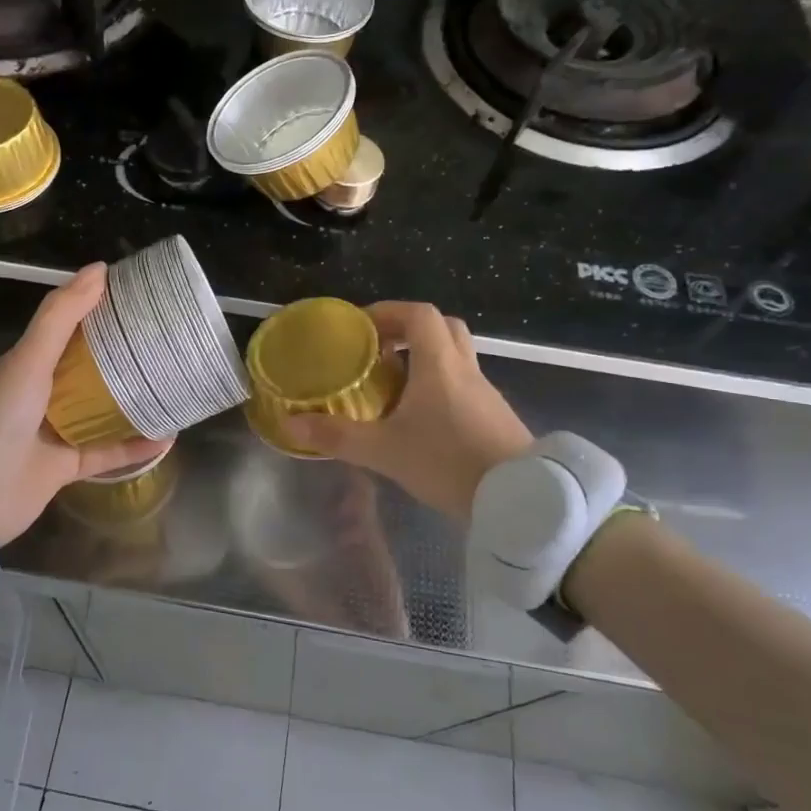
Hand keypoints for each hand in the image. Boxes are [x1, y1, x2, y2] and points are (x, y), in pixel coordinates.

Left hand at [0, 264, 168, 543]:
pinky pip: (108, 452)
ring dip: (133, 399)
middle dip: (123, 353)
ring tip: (172, 384)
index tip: (138, 294)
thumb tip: (99, 269)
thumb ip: (61, 316)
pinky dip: (135, 446)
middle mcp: (42, 393)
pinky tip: (167, 437)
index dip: (99, 308)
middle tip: (165, 338)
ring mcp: (54, 431)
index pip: (68, 327)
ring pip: (102, 409)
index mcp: (28, 363)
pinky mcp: (66, 466)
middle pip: (90, 366)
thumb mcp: (28, 360)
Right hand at [285, 302, 531, 520]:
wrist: (519, 499)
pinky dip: (440, 386)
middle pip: (442, 328)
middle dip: (408, 331)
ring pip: (456, 357)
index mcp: (439, 364)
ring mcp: (485, 393)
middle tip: (378, 351)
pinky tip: (421, 419)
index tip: (361, 328)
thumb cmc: (448, 462)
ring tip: (393, 387)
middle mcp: (465, 369)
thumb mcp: (384, 451)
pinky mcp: (496, 417)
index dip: (388, 312)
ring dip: (425, 360)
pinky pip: (464, 385)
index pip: (419, 314)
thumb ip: (337, 435)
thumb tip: (291, 423)